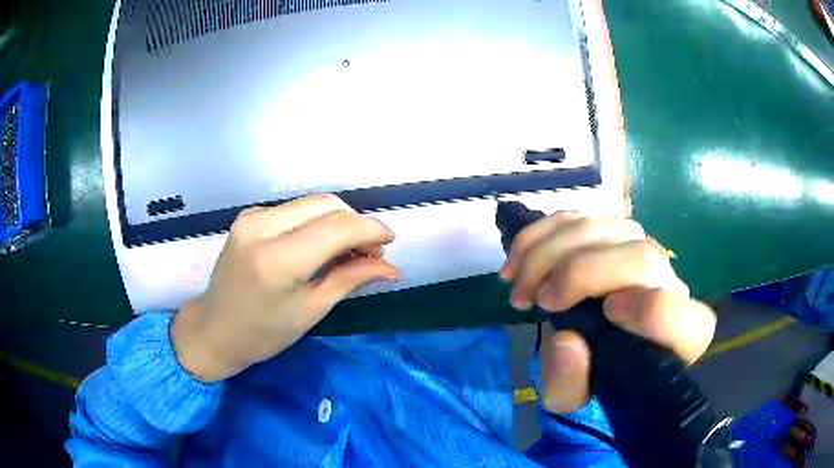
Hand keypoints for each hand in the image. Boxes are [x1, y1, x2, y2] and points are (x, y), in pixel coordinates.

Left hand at [171, 194, 399, 382]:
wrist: (215, 329)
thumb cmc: (263, 333)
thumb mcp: (311, 311)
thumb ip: (351, 279)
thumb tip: (392, 268)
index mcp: (277, 260)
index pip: (337, 227)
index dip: (371, 229)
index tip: (390, 242)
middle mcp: (261, 227)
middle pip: (327, 204)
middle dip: (356, 223)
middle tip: (370, 253)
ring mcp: (252, 218)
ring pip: (312, 203)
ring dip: (338, 221)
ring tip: (348, 251)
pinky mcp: (249, 216)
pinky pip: (295, 210)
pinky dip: (317, 222)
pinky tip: (321, 246)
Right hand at [500, 213, 715, 412]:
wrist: (596, 354)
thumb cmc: (593, 382)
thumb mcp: (572, 400)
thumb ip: (570, 382)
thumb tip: (565, 341)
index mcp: (679, 336)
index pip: (677, 313)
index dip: (647, 309)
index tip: (605, 314)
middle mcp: (670, 285)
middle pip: (640, 256)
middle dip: (580, 271)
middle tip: (538, 300)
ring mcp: (643, 252)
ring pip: (606, 228)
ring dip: (551, 250)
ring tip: (517, 285)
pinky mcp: (613, 235)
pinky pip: (581, 218)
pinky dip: (541, 234)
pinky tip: (517, 260)